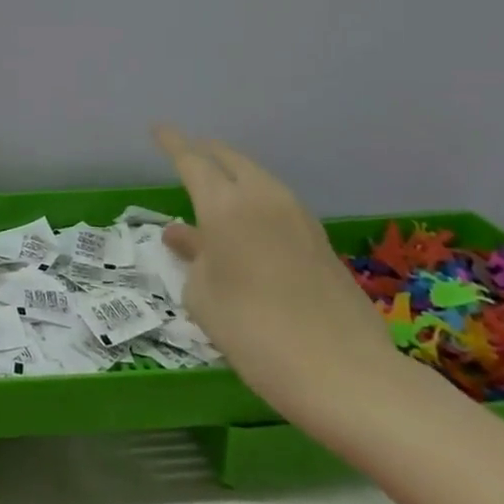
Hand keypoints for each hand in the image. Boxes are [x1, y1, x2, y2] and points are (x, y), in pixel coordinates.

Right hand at [154, 126, 399, 429]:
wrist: (345, 375)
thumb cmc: (254, 331)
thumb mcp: (204, 295)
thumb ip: (193, 257)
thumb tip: (184, 235)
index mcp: (226, 205)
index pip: (192, 161)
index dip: (172, 143)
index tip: (158, 128)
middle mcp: (264, 198)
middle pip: (231, 159)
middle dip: (206, 152)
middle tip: (187, 152)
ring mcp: (298, 218)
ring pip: (258, 179)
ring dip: (234, 175)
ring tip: (215, 186)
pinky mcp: (320, 241)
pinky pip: (277, 204)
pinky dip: (255, 200)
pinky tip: (247, 223)